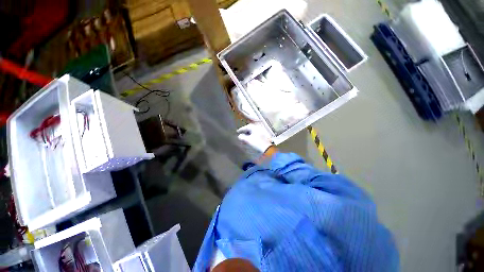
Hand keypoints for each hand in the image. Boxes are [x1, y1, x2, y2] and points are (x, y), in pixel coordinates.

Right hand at [237, 123, 272, 152]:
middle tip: (240, 136)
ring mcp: (260, 133)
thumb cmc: (257, 143)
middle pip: (249, 129)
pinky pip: (254, 136)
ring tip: (243, 140)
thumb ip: (242, 137)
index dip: (241, 129)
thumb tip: (239, 136)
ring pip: (252, 133)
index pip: (246, 127)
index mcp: (255, 128)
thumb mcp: (248, 140)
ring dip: (247, 136)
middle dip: (244, 133)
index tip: (237, 132)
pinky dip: (250, 138)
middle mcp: (258, 129)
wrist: (266, 148)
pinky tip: (248, 142)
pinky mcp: (262, 137)